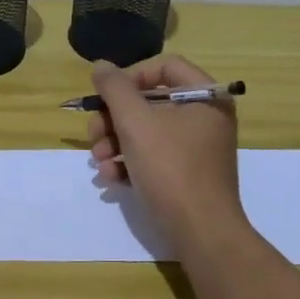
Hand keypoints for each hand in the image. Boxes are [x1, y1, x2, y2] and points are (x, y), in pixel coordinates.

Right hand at [87, 56, 244, 245]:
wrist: (201, 232)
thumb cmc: (171, 167)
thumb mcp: (135, 122)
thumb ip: (115, 88)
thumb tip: (101, 66)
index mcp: (206, 96)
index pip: (165, 66)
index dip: (131, 77)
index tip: (107, 97)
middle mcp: (206, 118)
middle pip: (151, 102)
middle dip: (114, 118)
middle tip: (93, 134)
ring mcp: (198, 149)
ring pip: (147, 131)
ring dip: (115, 143)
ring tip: (97, 161)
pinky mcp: (188, 175)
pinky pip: (155, 157)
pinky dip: (130, 163)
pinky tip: (111, 178)